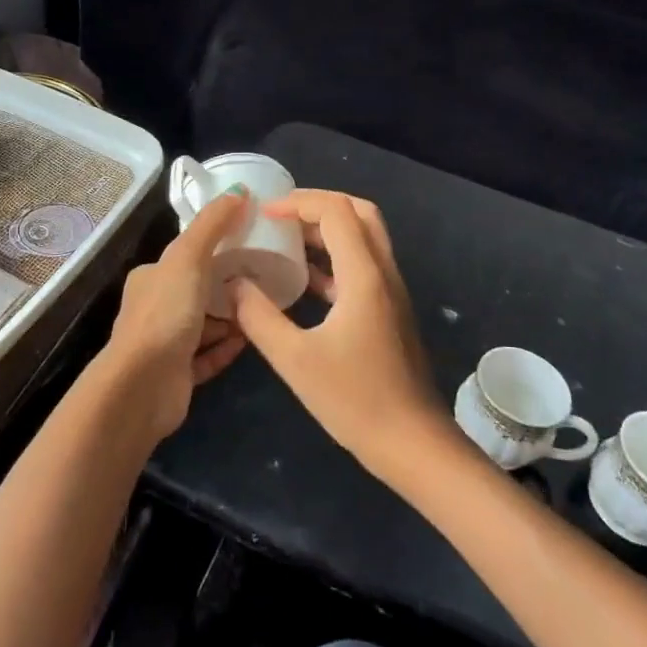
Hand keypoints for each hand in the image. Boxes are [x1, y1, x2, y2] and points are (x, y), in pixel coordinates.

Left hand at [102, 192, 249, 440]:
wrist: (144, 385)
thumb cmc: (165, 314)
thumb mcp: (189, 257)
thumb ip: (212, 224)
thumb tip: (239, 189)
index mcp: (151, 278)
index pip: (185, 256)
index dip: (214, 248)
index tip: (248, 244)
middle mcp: (155, 307)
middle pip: (197, 291)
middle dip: (227, 287)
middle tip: (263, 280)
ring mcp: (166, 343)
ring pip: (204, 325)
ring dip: (230, 319)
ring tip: (262, 309)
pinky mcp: (178, 374)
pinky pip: (208, 356)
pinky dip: (227, 347)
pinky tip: (250, 340)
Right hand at [230, 190, 447, 474]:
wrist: (413, 444)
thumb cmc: (355, 400)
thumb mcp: (295, 360)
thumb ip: (259, 317)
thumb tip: (233, 284)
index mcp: (364, 275)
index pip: (336, 211)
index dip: (298, 203)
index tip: (264, 214)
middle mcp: (383, 273)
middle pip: (359, 213)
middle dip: (318, 205)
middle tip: (281, 215)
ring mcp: (391, 292)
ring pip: (364, 239)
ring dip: (327, 231)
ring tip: (285, 239)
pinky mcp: (389, 312)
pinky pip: (363, 267)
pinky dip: (334, 260)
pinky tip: (304, 281)